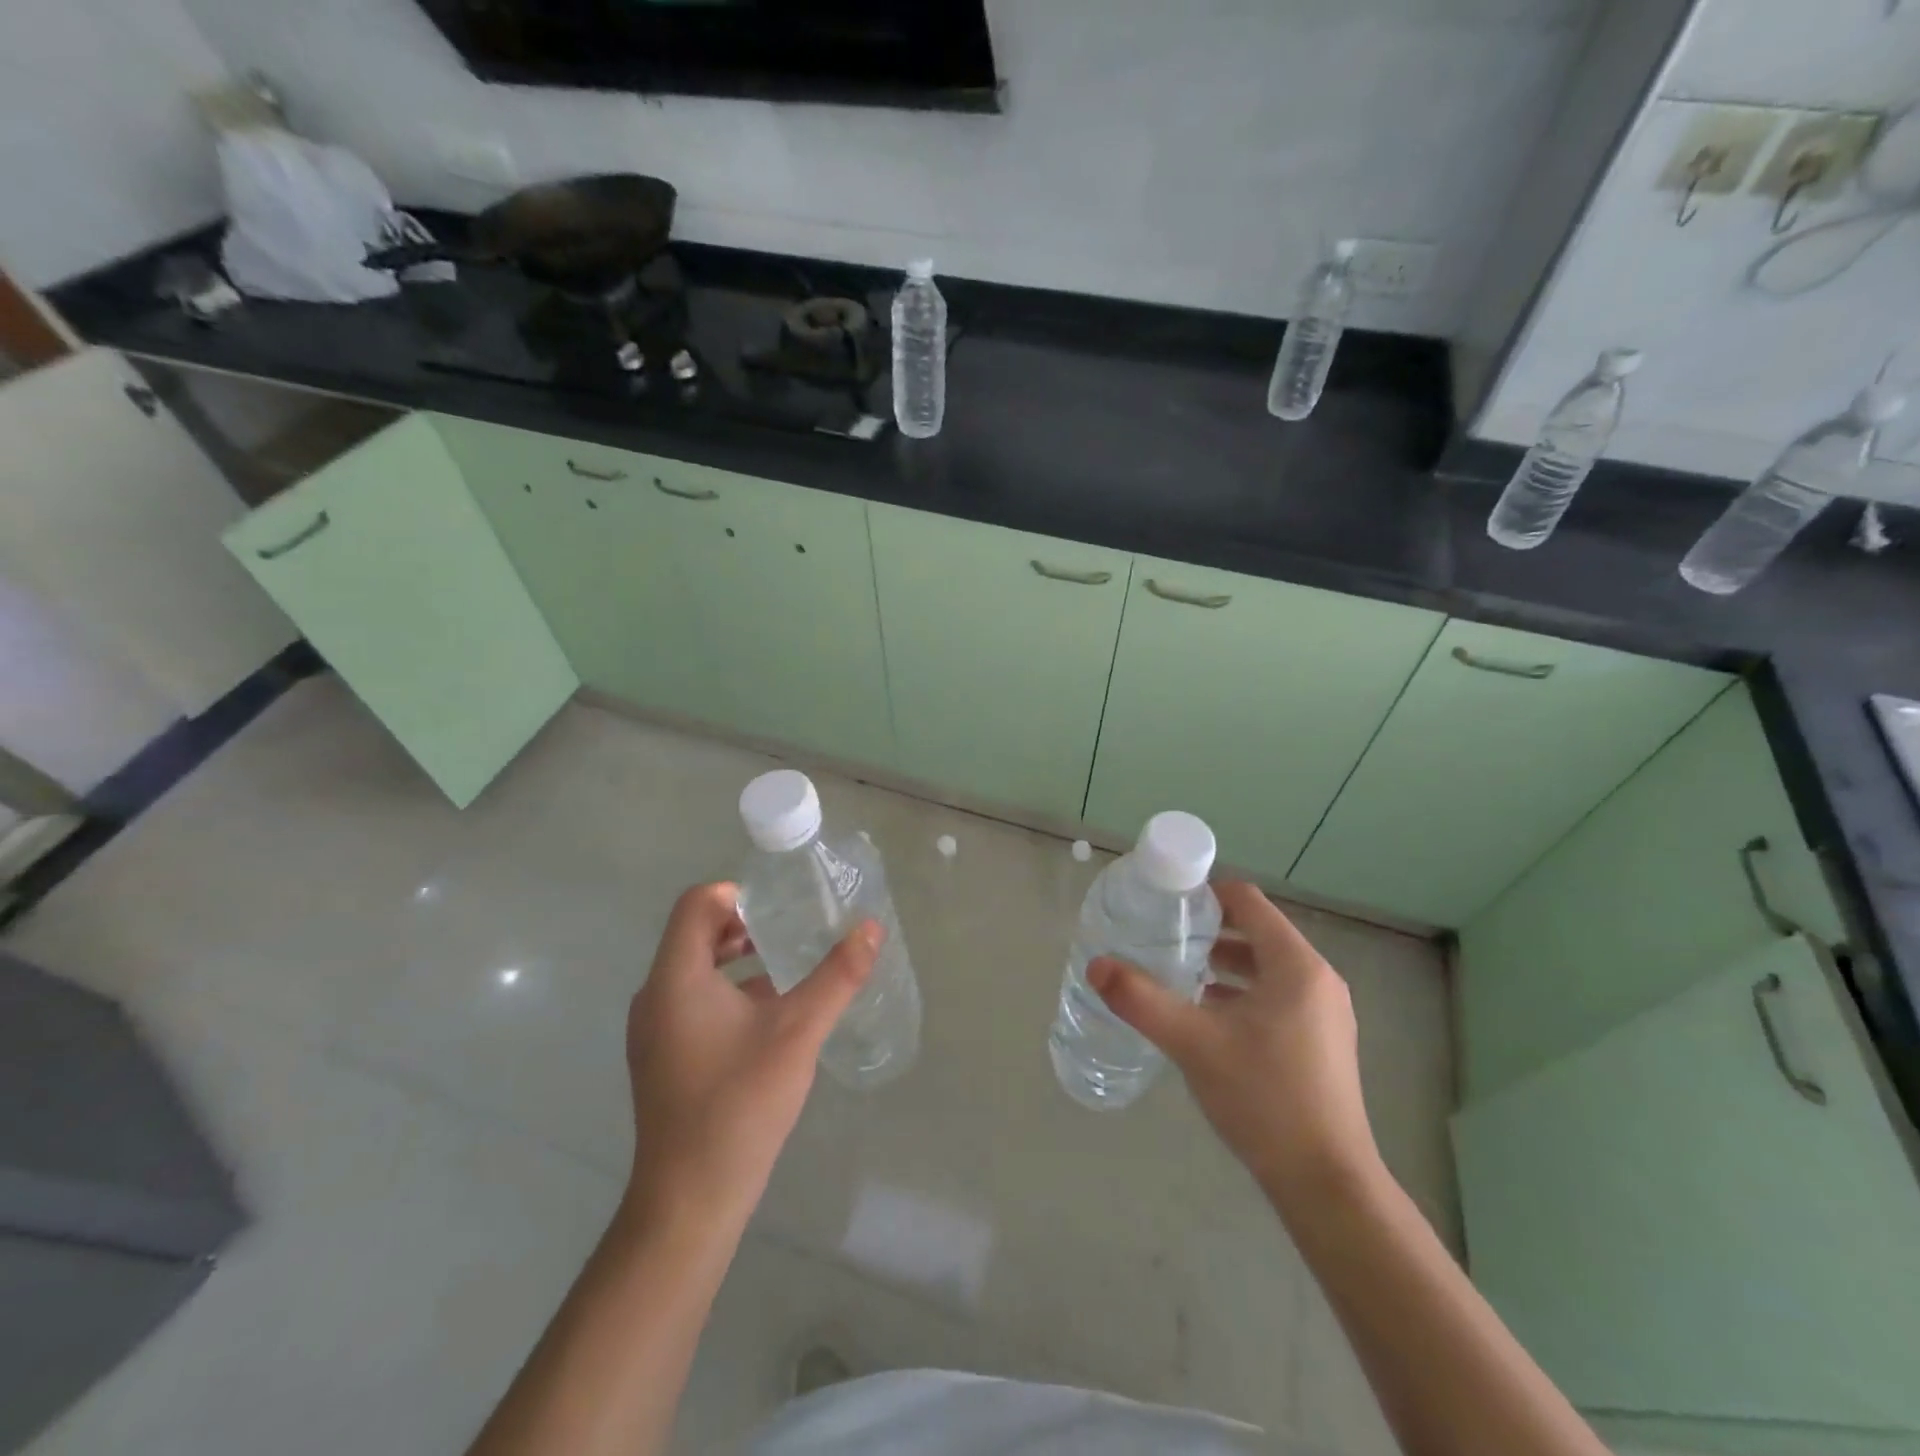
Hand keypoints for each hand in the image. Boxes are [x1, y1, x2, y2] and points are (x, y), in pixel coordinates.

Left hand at [623, 882, 881, 1229]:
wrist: (689, 1200)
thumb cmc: (740, 1104)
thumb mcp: (798, 1032)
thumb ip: (837, 975)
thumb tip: (872, 927)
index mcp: (677, 978)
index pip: (696, 903)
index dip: (739, 894)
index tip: (782, 908)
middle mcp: (655, 995)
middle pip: (695, 933)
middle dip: (744, 925)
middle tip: (792, 931)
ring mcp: (653, 1029)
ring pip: (695, 969)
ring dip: (739, 959)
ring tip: (788, 968)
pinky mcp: (662, 1056)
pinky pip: (692, 1000)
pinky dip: (728, 991)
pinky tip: (770, 1016)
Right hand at [1088, 880, 1377, 1206]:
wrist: (1327, 1184)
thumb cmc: (1264, 1098)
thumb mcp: (1193, 1043)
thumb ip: (1141, 1000)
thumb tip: (1096, 965)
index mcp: (1296, 965)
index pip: (1248, 901)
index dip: (1205, 893)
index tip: (1166, 903)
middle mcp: (1318, 979)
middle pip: (1257, 931)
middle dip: (1210, 930)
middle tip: (1164, 937)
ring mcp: (1326, 1012)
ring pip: (1267, 966)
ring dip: (1224, 963)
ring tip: (1179, 972)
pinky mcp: (1323, 1041)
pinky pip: (1277, 995)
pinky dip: (1242, 992)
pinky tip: (1208, 1015)